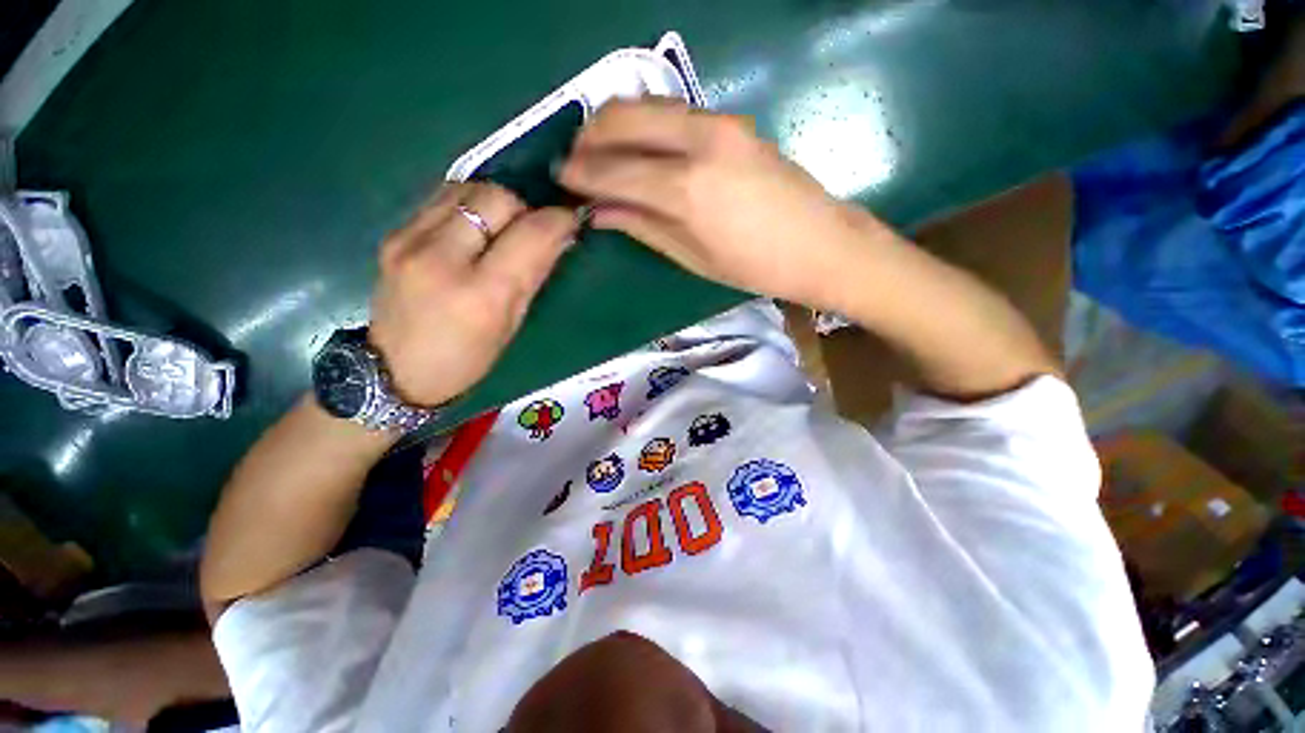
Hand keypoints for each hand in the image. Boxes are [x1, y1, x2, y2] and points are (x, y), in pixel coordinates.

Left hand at [369, 182, 578, 406]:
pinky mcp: (393, 233)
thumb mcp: (512, 324)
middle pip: (495, 197)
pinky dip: (468, 206)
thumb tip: (560, 235)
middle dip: (523, 208)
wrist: (395, 370)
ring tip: (500, 228)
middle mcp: (441, 257)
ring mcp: (409, 240)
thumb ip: (534, 275)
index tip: (570, 220)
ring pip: (466, 189)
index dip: (558, 220)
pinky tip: (473, 229)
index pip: (530, 234)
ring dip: (494, 203)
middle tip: (530, 231)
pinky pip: (441, 199)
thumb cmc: (467, 360)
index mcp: (480, 293)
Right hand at [557, 99, 885, 310]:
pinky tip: (640, 149)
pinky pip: (672, 112)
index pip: (613, 170)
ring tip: (601, 154)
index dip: (579, 173)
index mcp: (686, 190)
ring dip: (614, 125)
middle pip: (623, 117)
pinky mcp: (731, 121)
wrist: (820, 244)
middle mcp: (698, 142)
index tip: (560, 179)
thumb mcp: (692, 257)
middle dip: (589, 136)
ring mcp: (718, 123)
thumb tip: (598, 211)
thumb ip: (642, 226)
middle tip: (575, 162)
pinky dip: (645, 125)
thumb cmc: (754, 266)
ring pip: (646, 104)